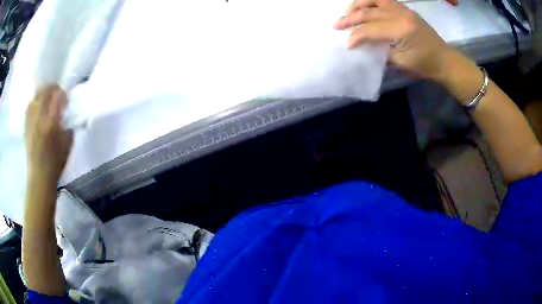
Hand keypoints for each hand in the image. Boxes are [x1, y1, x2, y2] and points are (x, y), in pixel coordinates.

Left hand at [25, 85, 72, 183]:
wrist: (40, 178)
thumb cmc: (56, 163)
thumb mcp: (67, 144)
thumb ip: (68, 125)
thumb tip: (66, 115)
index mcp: (51, 122)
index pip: (57, 96)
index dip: (63, 94)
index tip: (66, 99)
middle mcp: (39, 118)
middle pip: (45, 92)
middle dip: (53, 88)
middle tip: (57, 93)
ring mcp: (31, 121)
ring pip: (35, 97)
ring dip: (42, 93)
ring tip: (47, 96)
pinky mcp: (26, 126)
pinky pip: (29, 107)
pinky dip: (34, 102)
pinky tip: (37, 105)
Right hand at [334, 0, 450, 79]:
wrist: (445, 60)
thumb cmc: (426, 65)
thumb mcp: (401, 62)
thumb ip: (381, 50)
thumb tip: (364, 45)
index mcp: (401, 30)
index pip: (371, 29)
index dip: (356, 36)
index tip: (348, 45)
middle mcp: (401, 14)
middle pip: (369, 12)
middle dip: (350, 18)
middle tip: (336, 24)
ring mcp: (404, 9)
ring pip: (375, 0)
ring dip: (358, 4)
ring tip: (347, 11)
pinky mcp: (406, 9)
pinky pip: (384, 0)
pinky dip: (371, 2)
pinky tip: (364, 7)